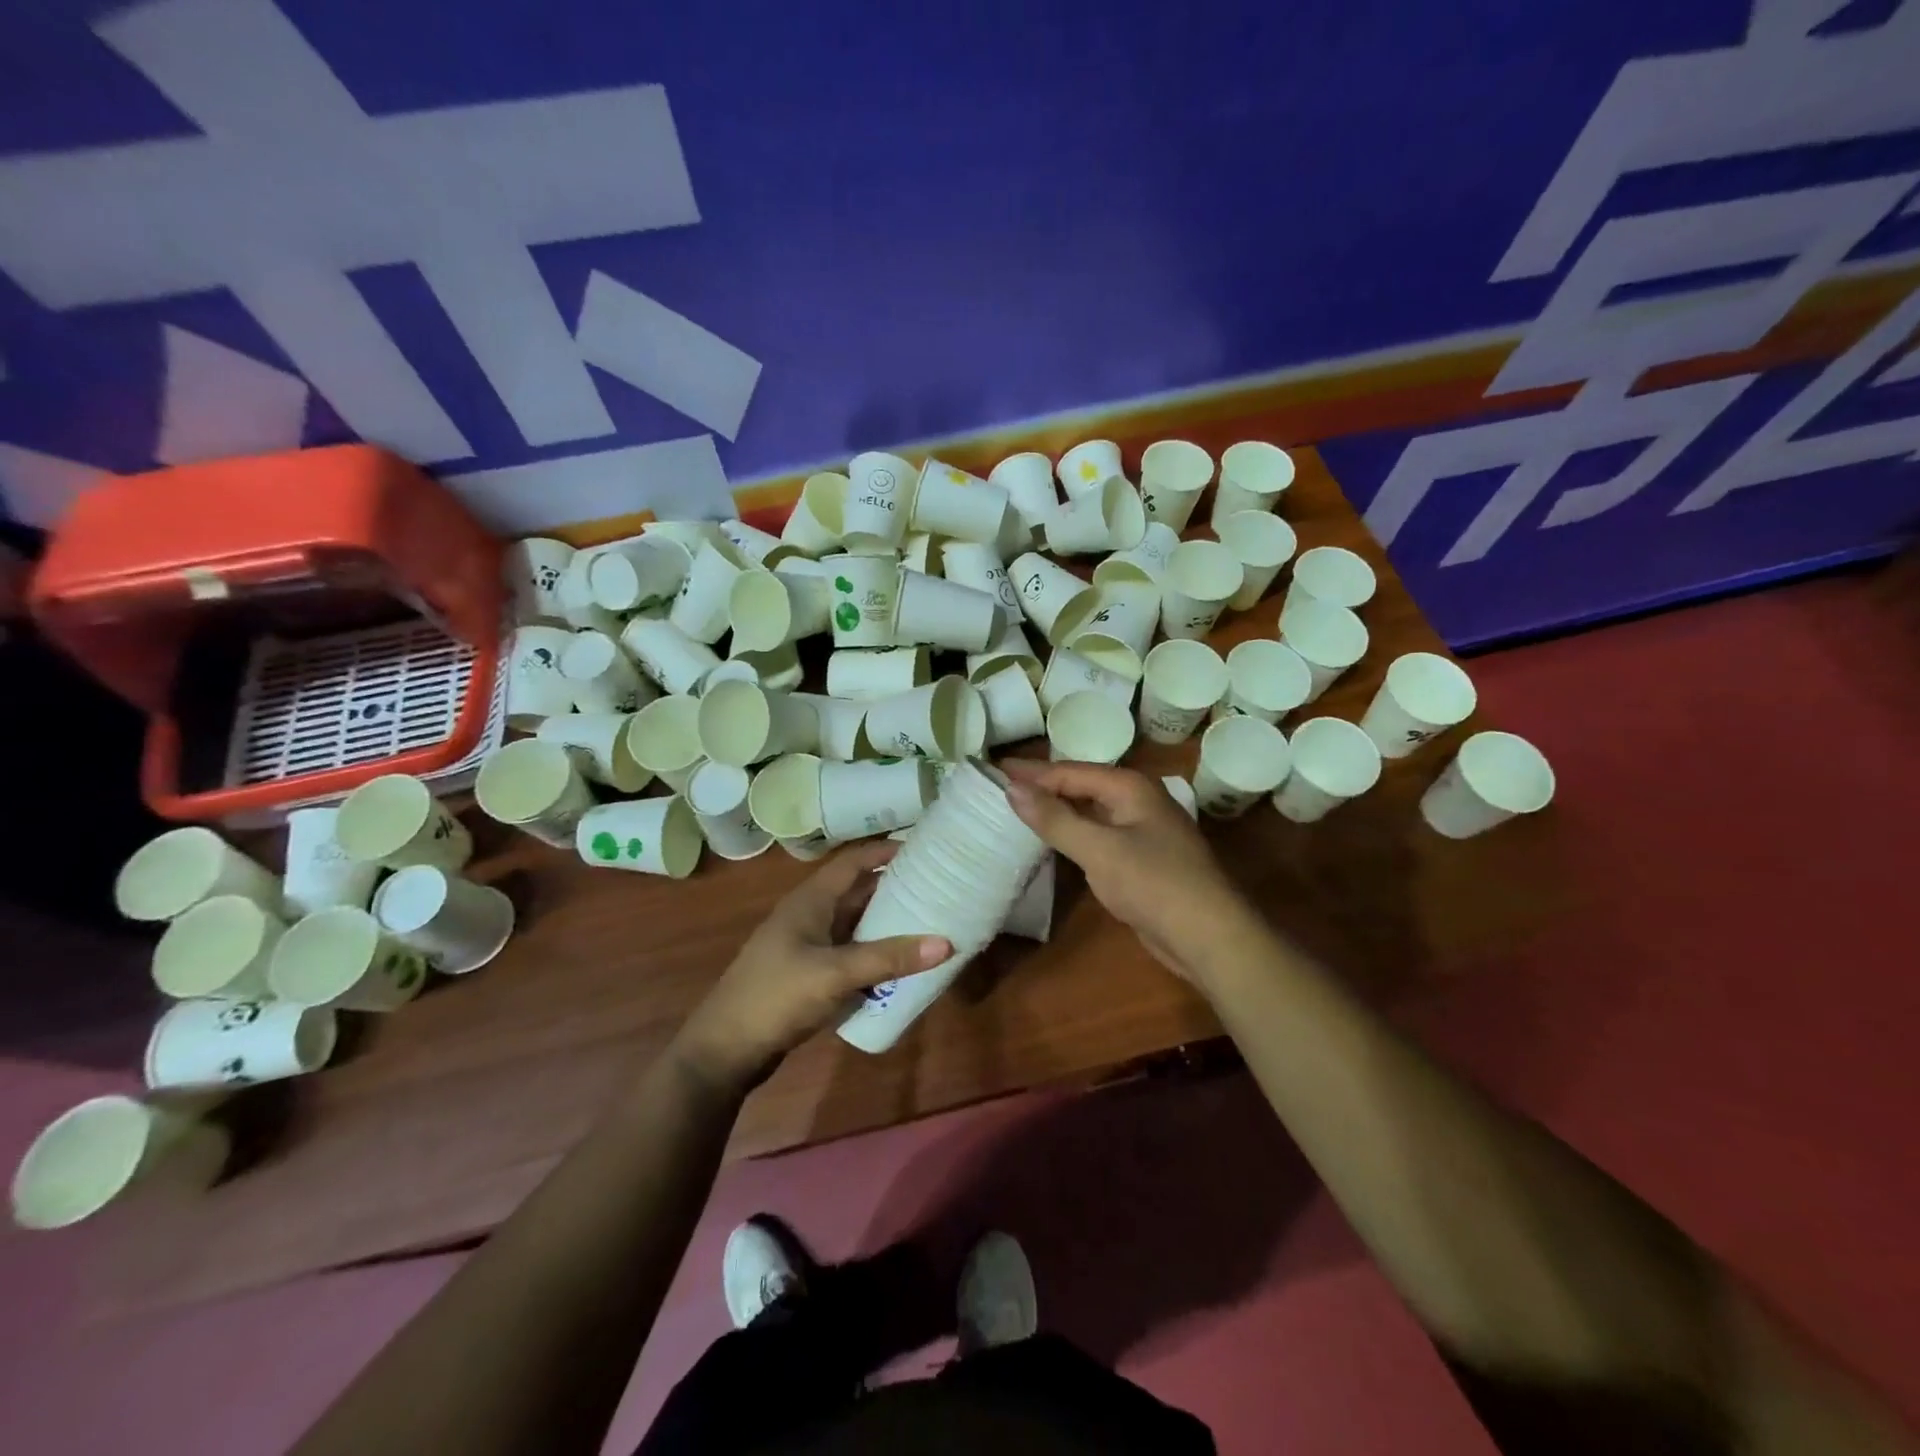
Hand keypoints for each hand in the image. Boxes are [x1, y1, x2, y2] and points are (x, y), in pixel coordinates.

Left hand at [672, 841, 951, 1092]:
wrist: (724, 1050)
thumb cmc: (776, 997)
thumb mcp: (835, 974)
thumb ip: (888, 958)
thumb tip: (945, 943)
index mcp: (811, 900)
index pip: (853, 861)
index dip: (885, 851)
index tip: (925, 850)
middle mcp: (810, 914)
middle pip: (857, 891)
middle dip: (894, 888)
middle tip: (937, 889)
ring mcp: (807, 945)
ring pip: (855, 924)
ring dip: (886, 923)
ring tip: (928, 923)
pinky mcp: (808, 973)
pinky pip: (850, 952)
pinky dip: (874, 953)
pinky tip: (900, 965)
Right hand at [1001, 759, 1254, 986]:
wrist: (1209, 935)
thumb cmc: (1153, 884)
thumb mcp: (1098, 849)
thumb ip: (1054, 818)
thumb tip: (1012, 788)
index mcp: (1130, 787)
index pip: (1069, 771)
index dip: (1031, 771)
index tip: (994, 769)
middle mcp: (1137, 800)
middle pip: (1081, 785)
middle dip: (1042, 786)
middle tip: (1001, 787)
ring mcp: (1142, 830)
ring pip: (1090, 811)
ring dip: (1057, 809)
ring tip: (1018, 809)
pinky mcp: (1142, 858)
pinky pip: (1099, 835)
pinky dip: (1073, 833)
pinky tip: (1053, 842)